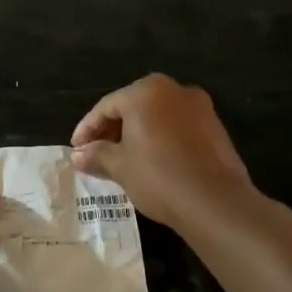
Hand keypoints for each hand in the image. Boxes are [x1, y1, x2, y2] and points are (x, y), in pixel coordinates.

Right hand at [71, 73, 252, 228]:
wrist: (215, 201)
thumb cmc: (158, 175)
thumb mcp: (119, 166)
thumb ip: (96, 155)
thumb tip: (77, 156)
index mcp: (146, 91)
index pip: (107, 107)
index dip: (87, 129)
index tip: (76, 149)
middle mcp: (174, 90)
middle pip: (133, 107)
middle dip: (112, 130)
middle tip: (96, 154)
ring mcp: (199, 107)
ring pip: (156, 117)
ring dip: (136, 135)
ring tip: (122, 160)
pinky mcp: (215, 128)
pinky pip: (177, 128)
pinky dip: (160, 139)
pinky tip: (151, 162)